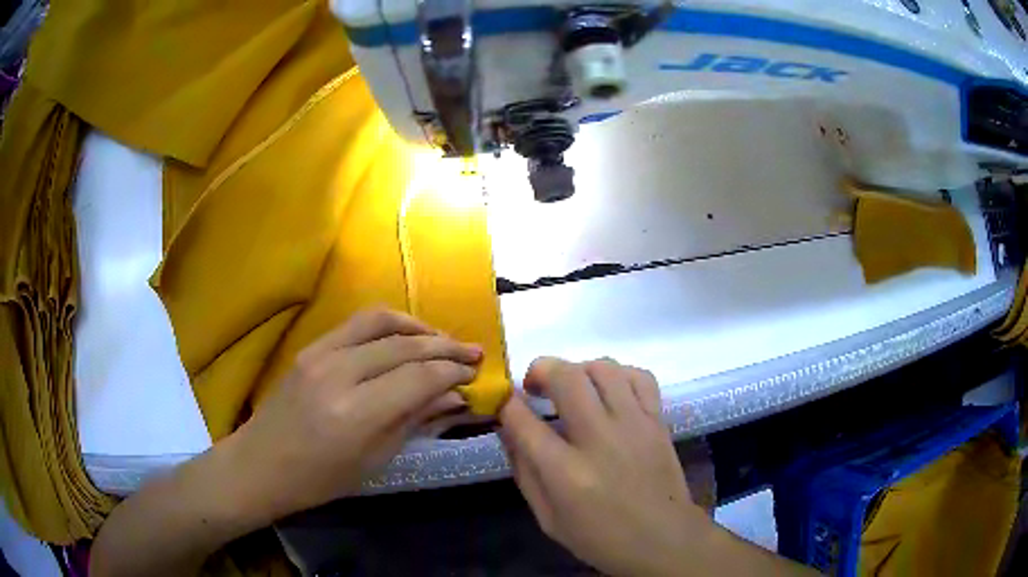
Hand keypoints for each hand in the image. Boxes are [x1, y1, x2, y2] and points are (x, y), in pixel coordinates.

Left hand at [231, 308, 480, 519]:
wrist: (261, 464)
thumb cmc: (320, 479)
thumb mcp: (375, 460)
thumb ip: (415, 421)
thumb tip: (456, 398)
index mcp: (357, 414)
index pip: (419, 378)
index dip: (453, 372)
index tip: (476, 374)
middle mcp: (339, 373)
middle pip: (405, 347)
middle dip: (446, 347)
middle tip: (473, 353)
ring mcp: (321, 353)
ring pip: (382, 322)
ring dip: (419, 327)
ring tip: (443, 339)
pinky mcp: (311, 346)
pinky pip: (357, 323)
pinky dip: (390, 324)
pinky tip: (406, 336)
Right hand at [498, 358, 703, 576]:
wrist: (664, 540)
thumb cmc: (600, 538)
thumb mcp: (548, 518)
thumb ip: (524, 471)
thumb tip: (507, 429)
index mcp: (566, 473)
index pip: (523, 421)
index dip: (506, 403)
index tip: (503, 400)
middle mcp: (599, 439)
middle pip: (566, 378)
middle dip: (540, 370)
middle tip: (535, 386)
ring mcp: (634, 425)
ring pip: (604, 368)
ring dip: (579, 369)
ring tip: (573, 388)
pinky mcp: (658, 421)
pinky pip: (639, 377)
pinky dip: (619, 375)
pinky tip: (610, 391)